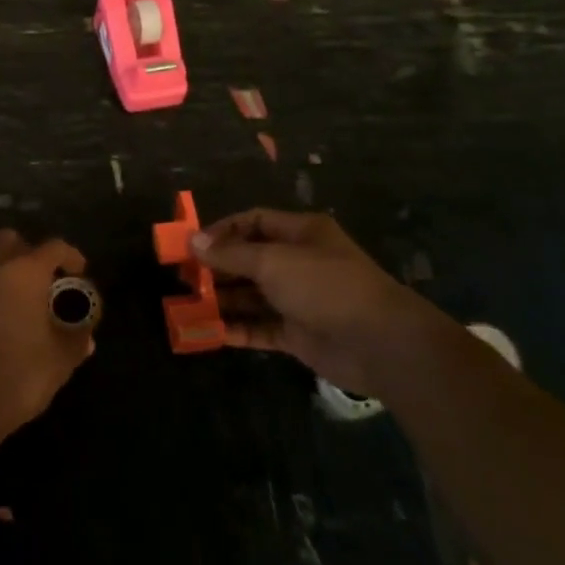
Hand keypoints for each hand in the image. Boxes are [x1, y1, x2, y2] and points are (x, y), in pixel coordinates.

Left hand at [0, 230, 94, 440]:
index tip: (79, 271)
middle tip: (40, 279)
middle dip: (26, 251)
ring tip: (12, 300)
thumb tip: (85, 335)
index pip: (53, 247)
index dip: (70, 256)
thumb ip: (75, 339)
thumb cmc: (18, 375)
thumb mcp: (60, 361)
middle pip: (8, 240)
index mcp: (23, 273)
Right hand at [193, 209, 435, 396]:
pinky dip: (238, 329)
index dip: (222, 230)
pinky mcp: (299, 334)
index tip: (192, 245)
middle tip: (184, 278)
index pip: (254, 221)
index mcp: (301, 233)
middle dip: (218, 268)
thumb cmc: (324, 286)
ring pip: (253, 295)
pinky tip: (212, 332)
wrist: (379, 343)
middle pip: (250, 259)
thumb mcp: (272, 261)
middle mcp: (299, 262)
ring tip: (190, 305)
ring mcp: (300, 300)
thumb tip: (193, 241)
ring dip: (224, 300)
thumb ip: (230, 254)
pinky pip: (262, 328)